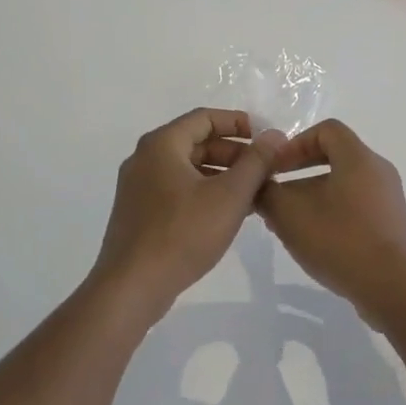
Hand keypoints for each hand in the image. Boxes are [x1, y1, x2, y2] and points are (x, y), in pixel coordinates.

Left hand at [88, 109, 285, 322]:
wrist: (132, 287)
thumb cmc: (183, 234)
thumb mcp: (230, 195)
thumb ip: (256, 162)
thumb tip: (274, 135)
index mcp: (162, 144)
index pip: (205, 118)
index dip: (238, 123)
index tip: (265, 139)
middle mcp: (145, 159)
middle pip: (196, 142)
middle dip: (234, 153)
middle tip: (264, 170)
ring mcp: (138, 187)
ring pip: (188, 169)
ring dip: (222, 175)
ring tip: (254, 194)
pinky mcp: (139, 213)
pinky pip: (177, 190)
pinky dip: (204, 193)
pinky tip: (228, 214)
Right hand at [256, 120, 405, 323]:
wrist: (393, 288)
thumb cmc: (341, 240)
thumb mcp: (290, 215)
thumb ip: (268, 194)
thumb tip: (259, 186)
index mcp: (359, 158)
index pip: (326, 130)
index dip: (296, 143)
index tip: (276, 168)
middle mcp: (378, 172)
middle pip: (335, 157)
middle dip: (300, 173)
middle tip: (276, 195)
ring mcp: (388, 200)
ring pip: (343, 185)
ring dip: (313, 197)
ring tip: (290, 224)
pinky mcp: (391, 226)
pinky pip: (356, 208)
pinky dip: (332, 215)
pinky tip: (315, 242)